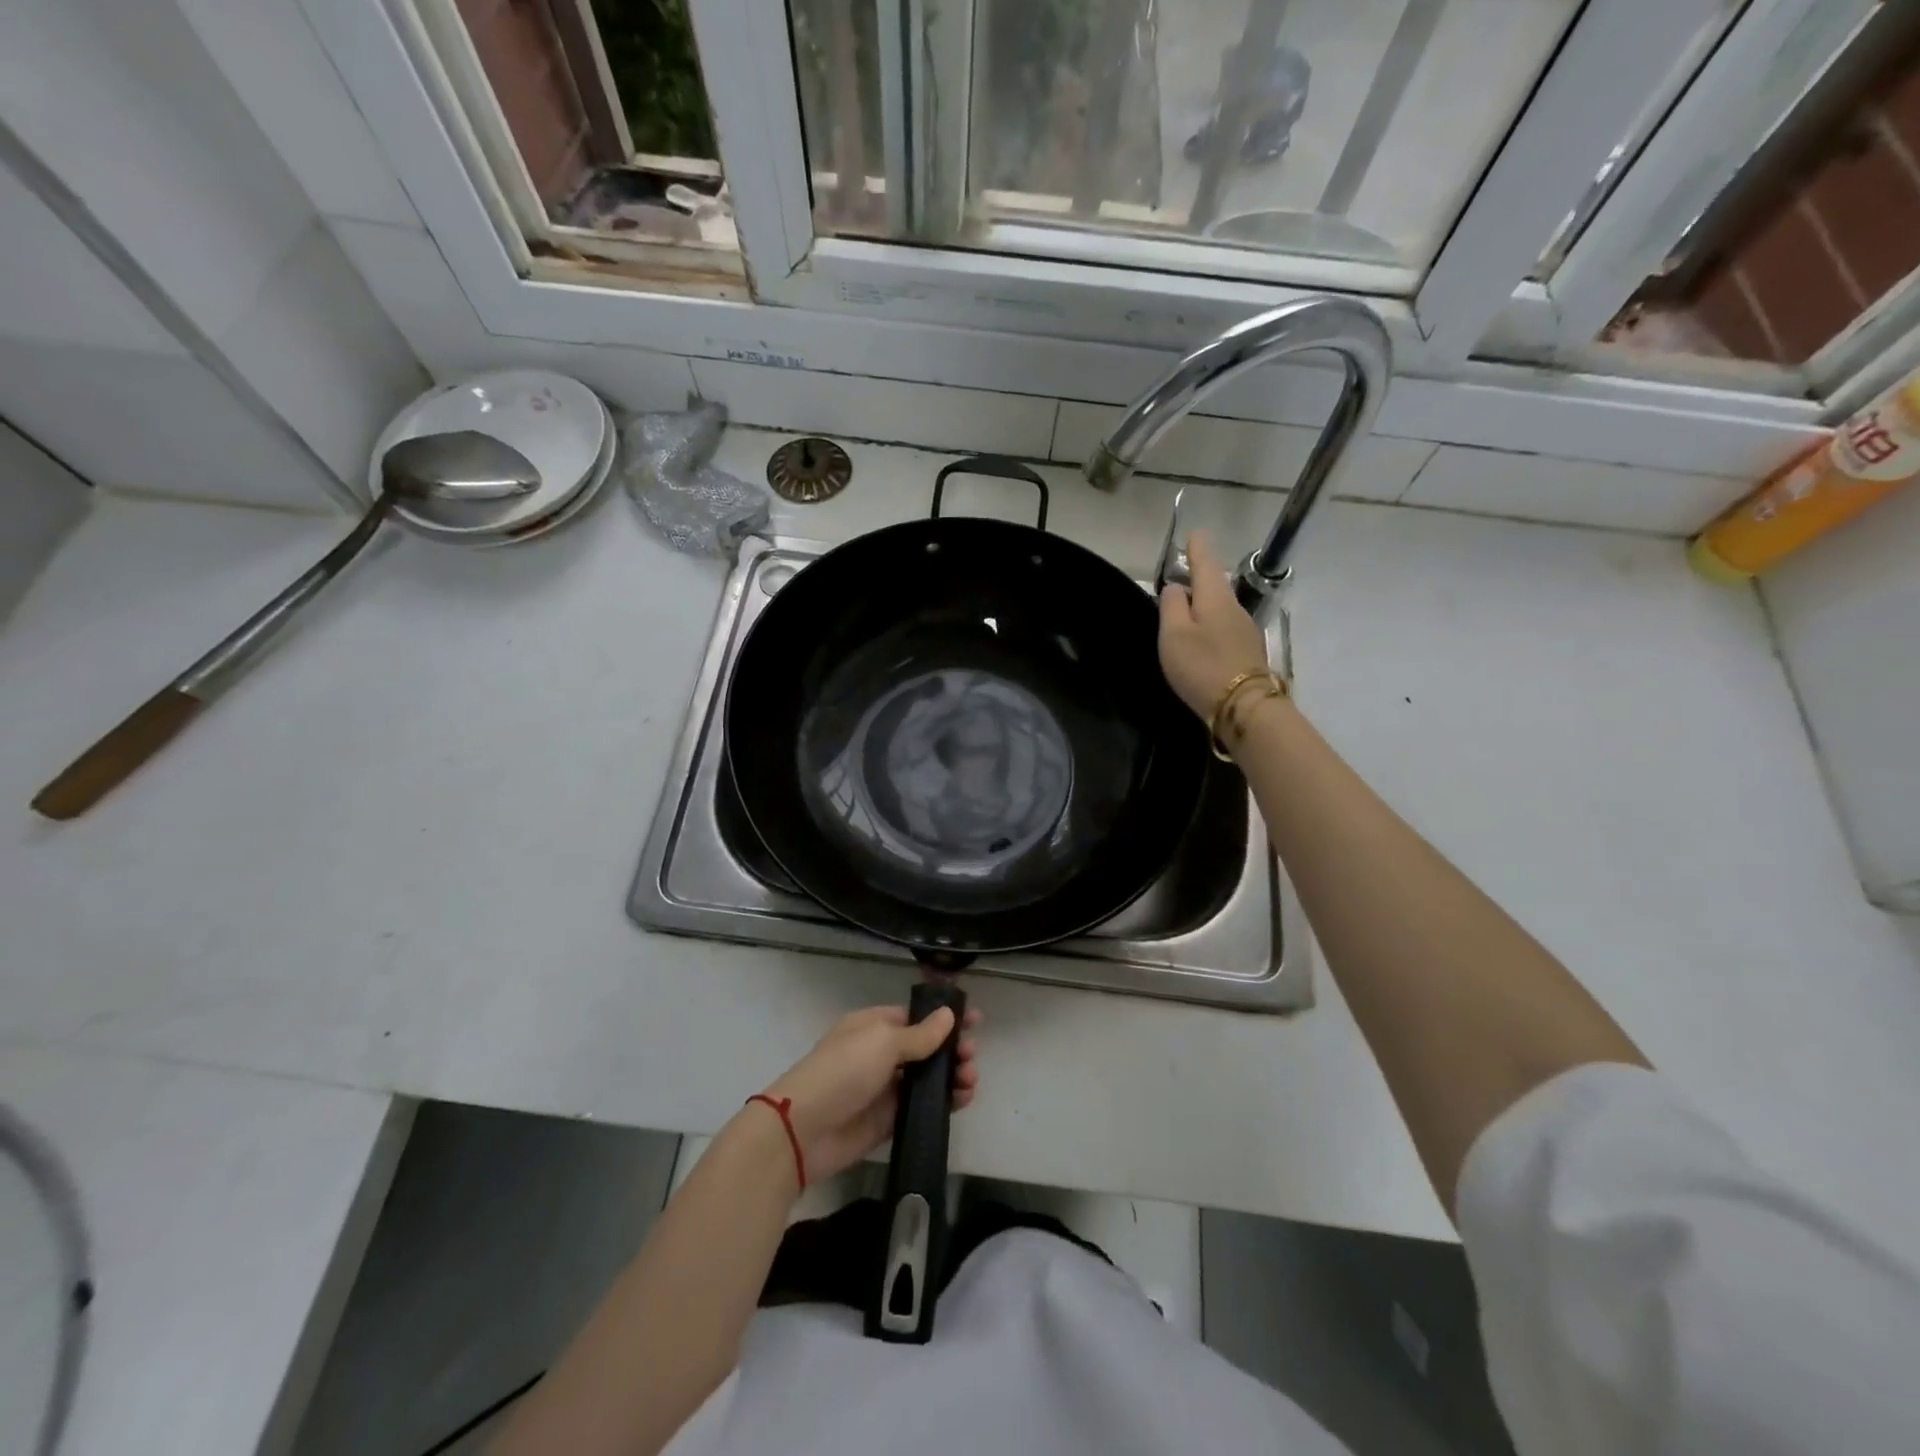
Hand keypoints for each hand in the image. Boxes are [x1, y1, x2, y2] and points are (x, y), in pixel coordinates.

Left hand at [760, 1003, 980, 1183]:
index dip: (944, 1017)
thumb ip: (920, 1034)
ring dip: (952, 1075)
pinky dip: (944, 1102)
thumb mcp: (883, 1042)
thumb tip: (948, 1015)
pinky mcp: (889, 1120)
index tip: (975, 1020)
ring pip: (928, 1077)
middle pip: (926, 1047)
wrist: (805, 1130)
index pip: (916, 1016)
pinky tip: (963, 1100)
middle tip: (971, 1057)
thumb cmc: (843, 1070)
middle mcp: (881, 1053)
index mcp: (874, 1026)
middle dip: (952, 1048)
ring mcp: (885, 1088)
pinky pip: (922, 1106)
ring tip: (970, 1080)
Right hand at [1158, 530, 1270, 718]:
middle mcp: (1234, 607)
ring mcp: (1245, 630)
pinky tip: (1201, 635)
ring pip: (1220, 606)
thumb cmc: (1202, 666)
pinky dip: (1211, 624)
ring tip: (1186, 606)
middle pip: (1214, 585)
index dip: (1197, 548)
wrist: (1244, 706)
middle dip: (1199, 576)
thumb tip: (1175, 587)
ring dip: (1204, 603)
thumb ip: (1171, 606)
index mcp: (1215, 597)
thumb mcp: (1174, 634)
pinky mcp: (1247, 651)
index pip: (1205, 563)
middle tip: (1182, 572)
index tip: (1194, 533)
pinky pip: (1224, 627)